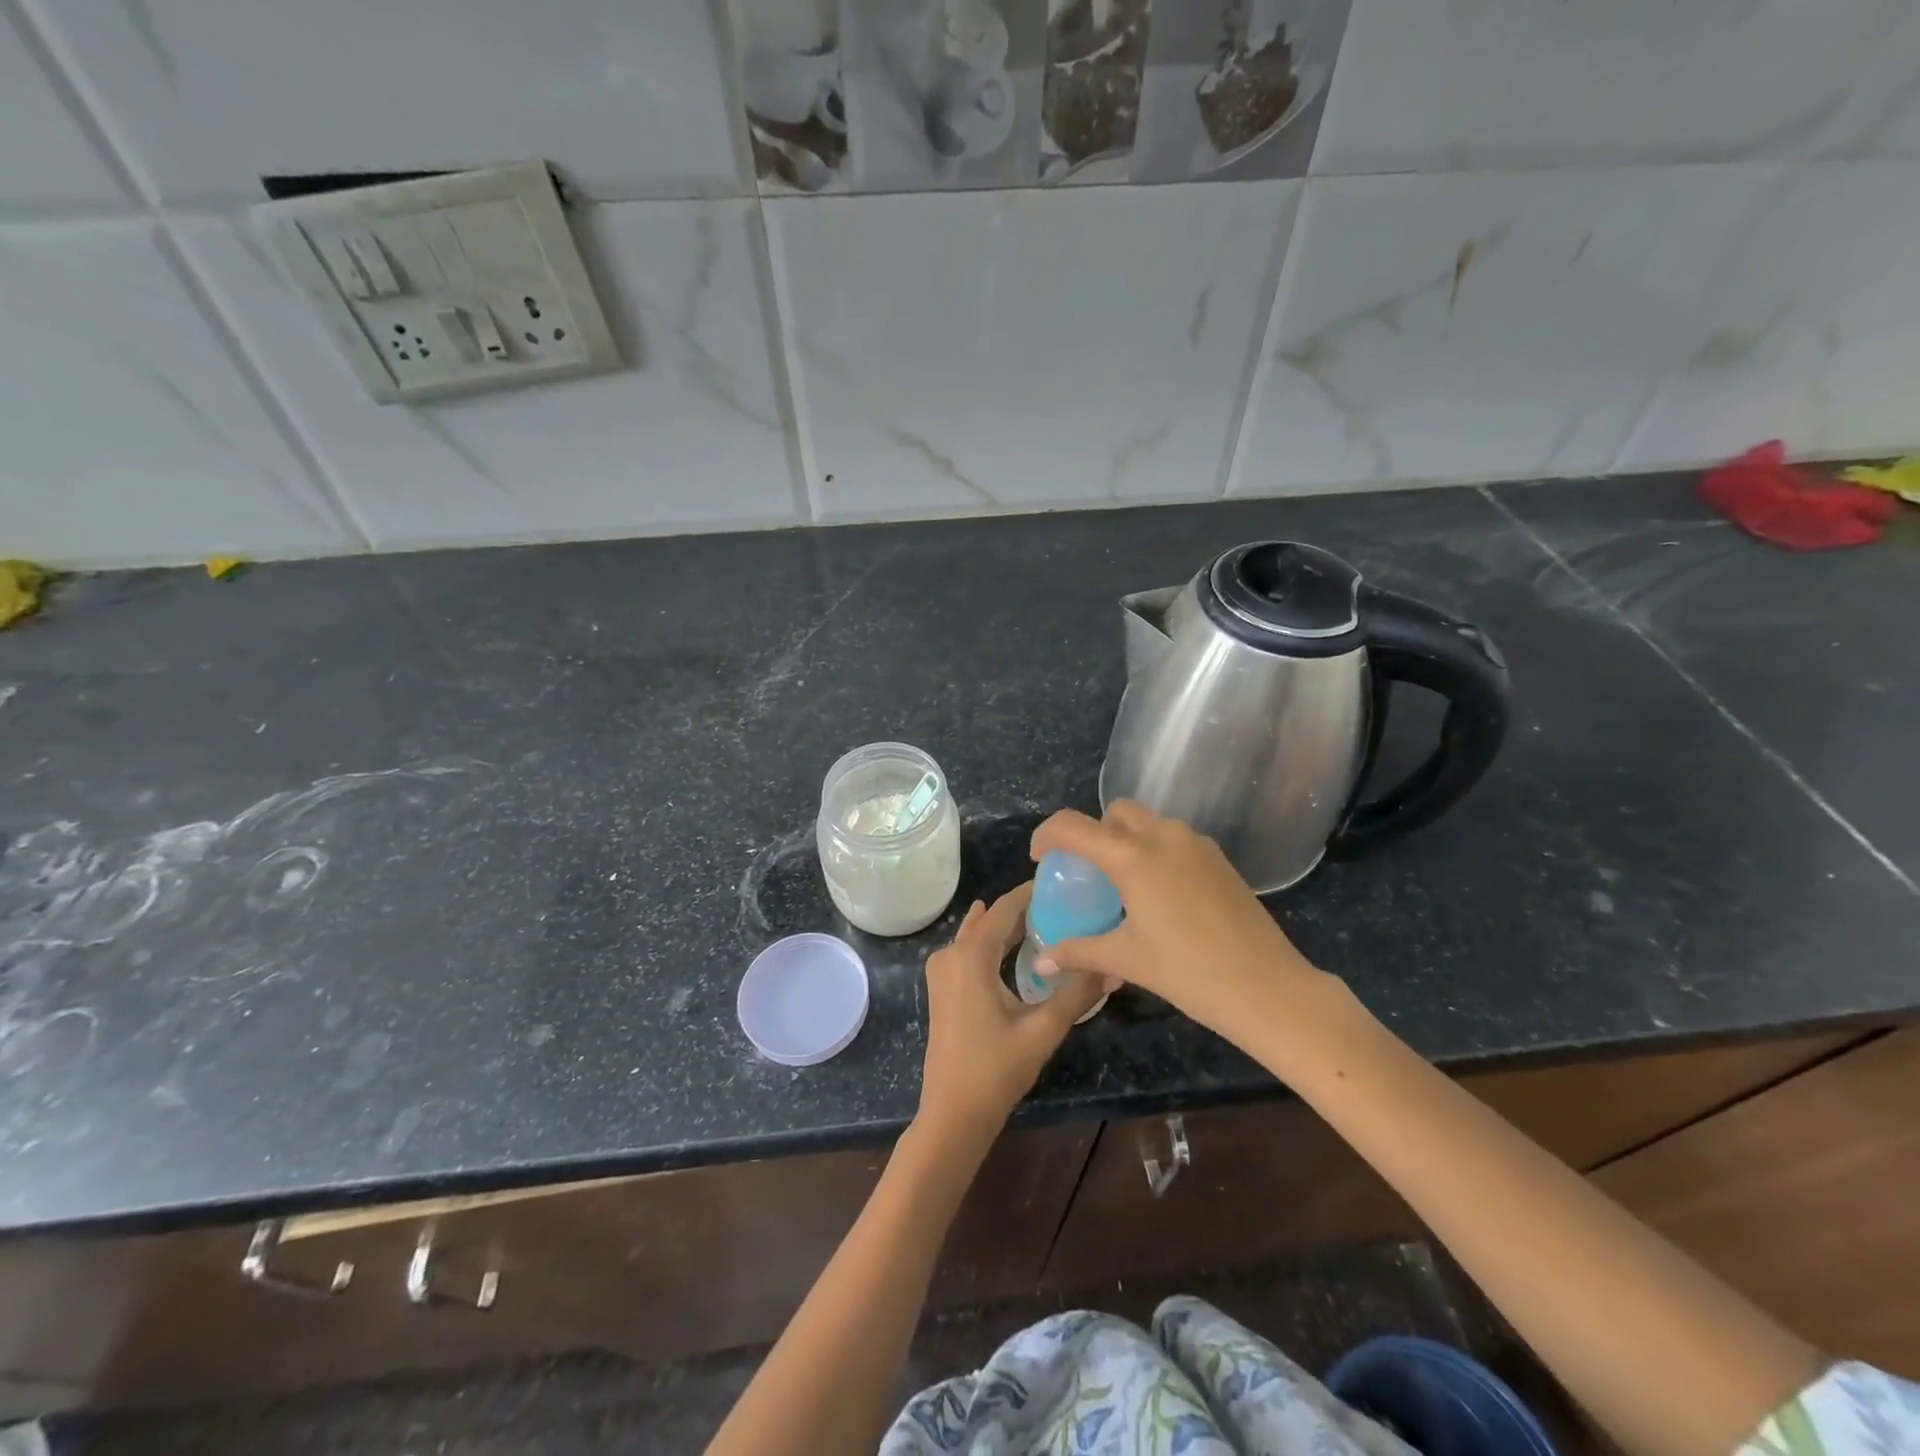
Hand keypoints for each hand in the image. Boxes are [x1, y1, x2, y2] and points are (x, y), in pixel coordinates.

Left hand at [917, 883, 1111, 1145]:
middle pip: (990, 919)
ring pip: (979, 935)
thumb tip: (1114, 969)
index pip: (1003, 908)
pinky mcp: (943, 988)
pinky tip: (1017, 947)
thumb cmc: (995, 1069)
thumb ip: (1077, 995)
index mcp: (970, 955)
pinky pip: (971, 951)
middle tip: (1064, 901)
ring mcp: (942, 972)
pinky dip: (994, 943)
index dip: (1030, 892)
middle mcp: (950, 954)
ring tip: (1048, 918)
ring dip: (1008, 926)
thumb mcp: (1043, 1029)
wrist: (953, 1113)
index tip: (1061, 879)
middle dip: (1023, 909)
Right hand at [1029, 801, 1325, 1035]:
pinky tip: (1160, 895)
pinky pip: (1174, 839)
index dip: (1047, 835)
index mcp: (1132, 856)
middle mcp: (1163, 836)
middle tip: (1087, 872)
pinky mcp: (1219, 858)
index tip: (1040, 859)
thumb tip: (1041, 963)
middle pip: (1115, 812)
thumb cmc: (1189, 972)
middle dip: (1093, 832)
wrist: (1269, 988)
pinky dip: (1154, 851)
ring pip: (1148, 822)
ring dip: (1126, 840)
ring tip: (1123, 886)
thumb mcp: (1126, 959)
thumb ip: (1078, 952)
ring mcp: (1196, 843)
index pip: (1073, 826)